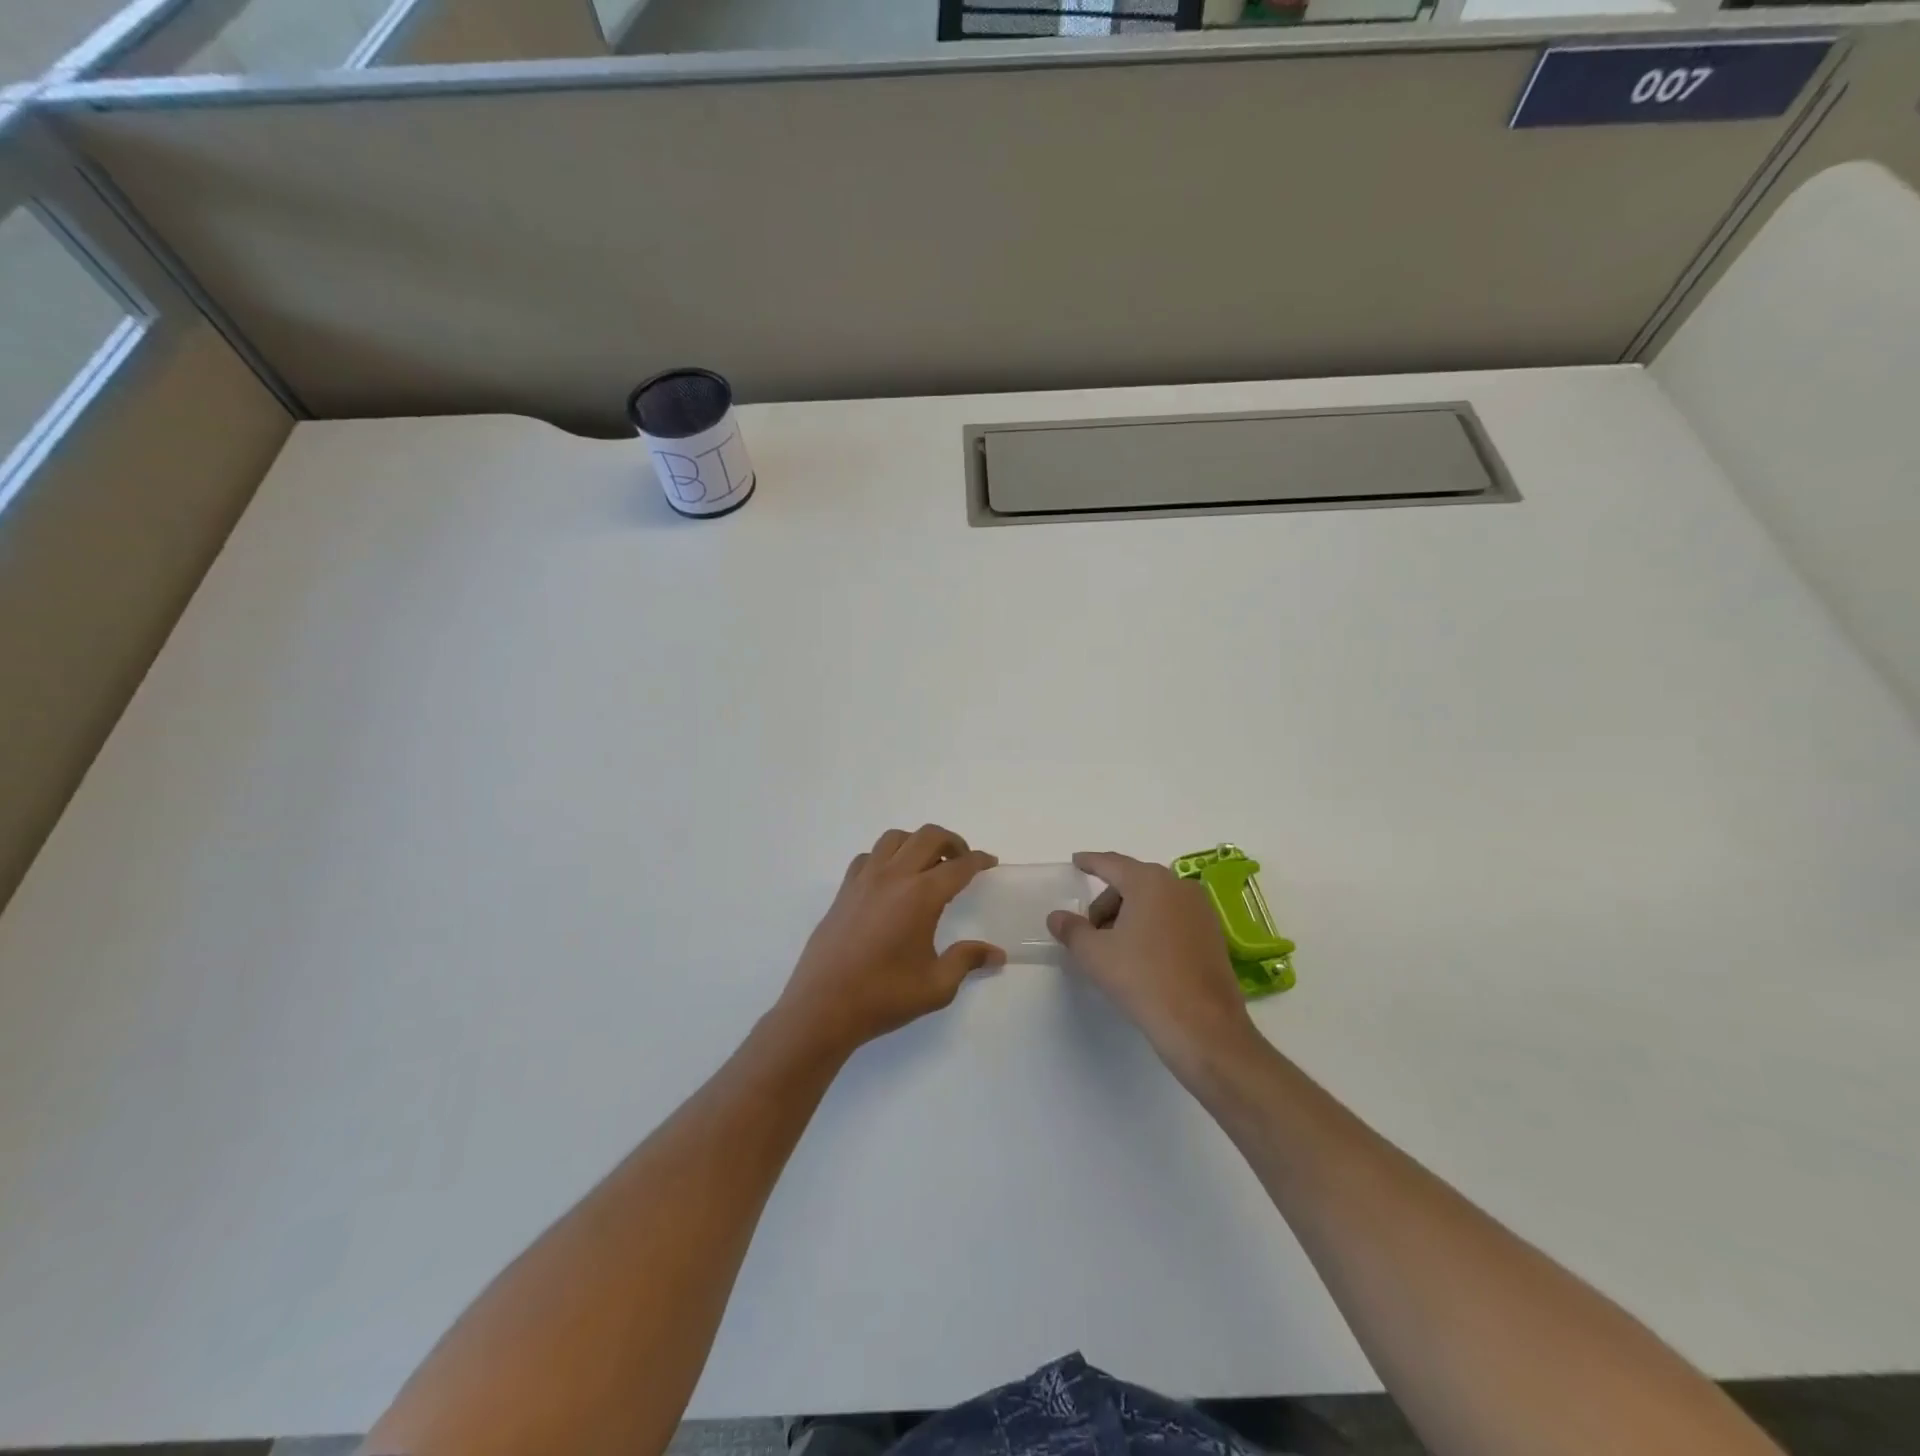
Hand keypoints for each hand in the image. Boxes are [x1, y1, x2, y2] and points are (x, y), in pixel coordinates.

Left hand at [776, 825, 1002, 1058]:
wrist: (823, 1007)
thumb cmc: (884, 996)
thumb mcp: (936, 986)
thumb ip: (967, 961)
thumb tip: (996, 954)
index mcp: (920, 896)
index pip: (958, 866)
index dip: (978, 860)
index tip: (989, 861)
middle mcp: (893, 876)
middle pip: (928, 837)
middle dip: (952, 842)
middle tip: (962, 860)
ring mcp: (864, 879)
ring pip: (895, 838)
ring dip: (917, 842)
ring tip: (927, 865)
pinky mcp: (844, 890)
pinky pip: (869, 856)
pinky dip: (886, 856)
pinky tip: (891, 880)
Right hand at [1048, 852, 1258, 1074]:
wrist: (1203, 1026)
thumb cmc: (1143, 980)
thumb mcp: (1095, 955)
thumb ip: (1072, 930)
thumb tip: (1057, 917)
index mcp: (1149, 882)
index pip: (1111, 863)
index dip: (1090, 862)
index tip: (1076, 862)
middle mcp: (1178, 886)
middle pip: (1133, 883)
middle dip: (1108, 902)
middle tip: (1089, 932)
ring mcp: (1201, 910)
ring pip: (1154, 901)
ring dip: (1130, 916)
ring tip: (1115, 949)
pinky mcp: (1213, 934)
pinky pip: (1173, 918)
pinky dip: (1152, 927)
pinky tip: (1142, 957)